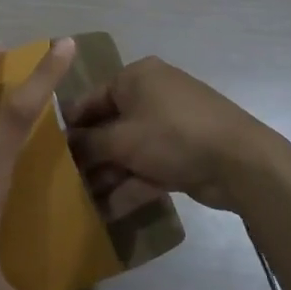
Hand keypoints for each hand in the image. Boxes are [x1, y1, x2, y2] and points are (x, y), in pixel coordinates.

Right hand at [65, 56, 278, 215]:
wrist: (240, 162)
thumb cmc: (172, 136)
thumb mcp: (121, 139)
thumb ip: (89, 143)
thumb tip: (65, 145)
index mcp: (136, 77)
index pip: (92, 98)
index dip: (71, 125)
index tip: (49, 150)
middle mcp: (152, 94)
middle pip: (110, 125)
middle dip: (90, 155)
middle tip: (64, 180)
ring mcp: (170, 125)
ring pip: (129, 149)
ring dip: (108, 174)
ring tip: (81, 201)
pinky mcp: (183, 152)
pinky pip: (148, 166)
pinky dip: (130, 185)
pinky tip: (108, 211)